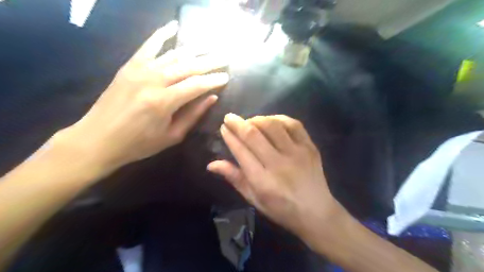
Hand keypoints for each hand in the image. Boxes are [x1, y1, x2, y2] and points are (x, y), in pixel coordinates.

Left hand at [58, 22, 228, 172]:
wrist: (97, 139)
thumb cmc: (139, 143)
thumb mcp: (172, 136)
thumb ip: (193, 115)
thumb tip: (212, 98)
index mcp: (164, 102)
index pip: (197, 85)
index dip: (214, 80)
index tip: (226, 77)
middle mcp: (153, 81)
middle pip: (188, 66)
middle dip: (209, 62)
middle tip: (224, 58)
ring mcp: (139, 70)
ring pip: (173, 55)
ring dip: (194, 51)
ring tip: (209, 48)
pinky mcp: (130, 66)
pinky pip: (148, 45)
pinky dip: (162, 34)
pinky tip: (174, 26)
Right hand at [209, 114, 343, 242]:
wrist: (316, 212)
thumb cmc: (281, 209)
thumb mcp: (254, 199)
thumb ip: (234, 178)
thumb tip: (211, 164)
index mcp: (262, 181)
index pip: (241, 151)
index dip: (229, 136)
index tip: (223, 127)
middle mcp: (279, 164)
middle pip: (254, 135)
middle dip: (238, 123)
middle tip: (229, 117)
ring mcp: (297, 153)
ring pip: (272, 126)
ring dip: (257, 119)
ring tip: (250, 121)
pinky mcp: (310, 147)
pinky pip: (293, 124)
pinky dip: (279, 118)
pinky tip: (271, 121)